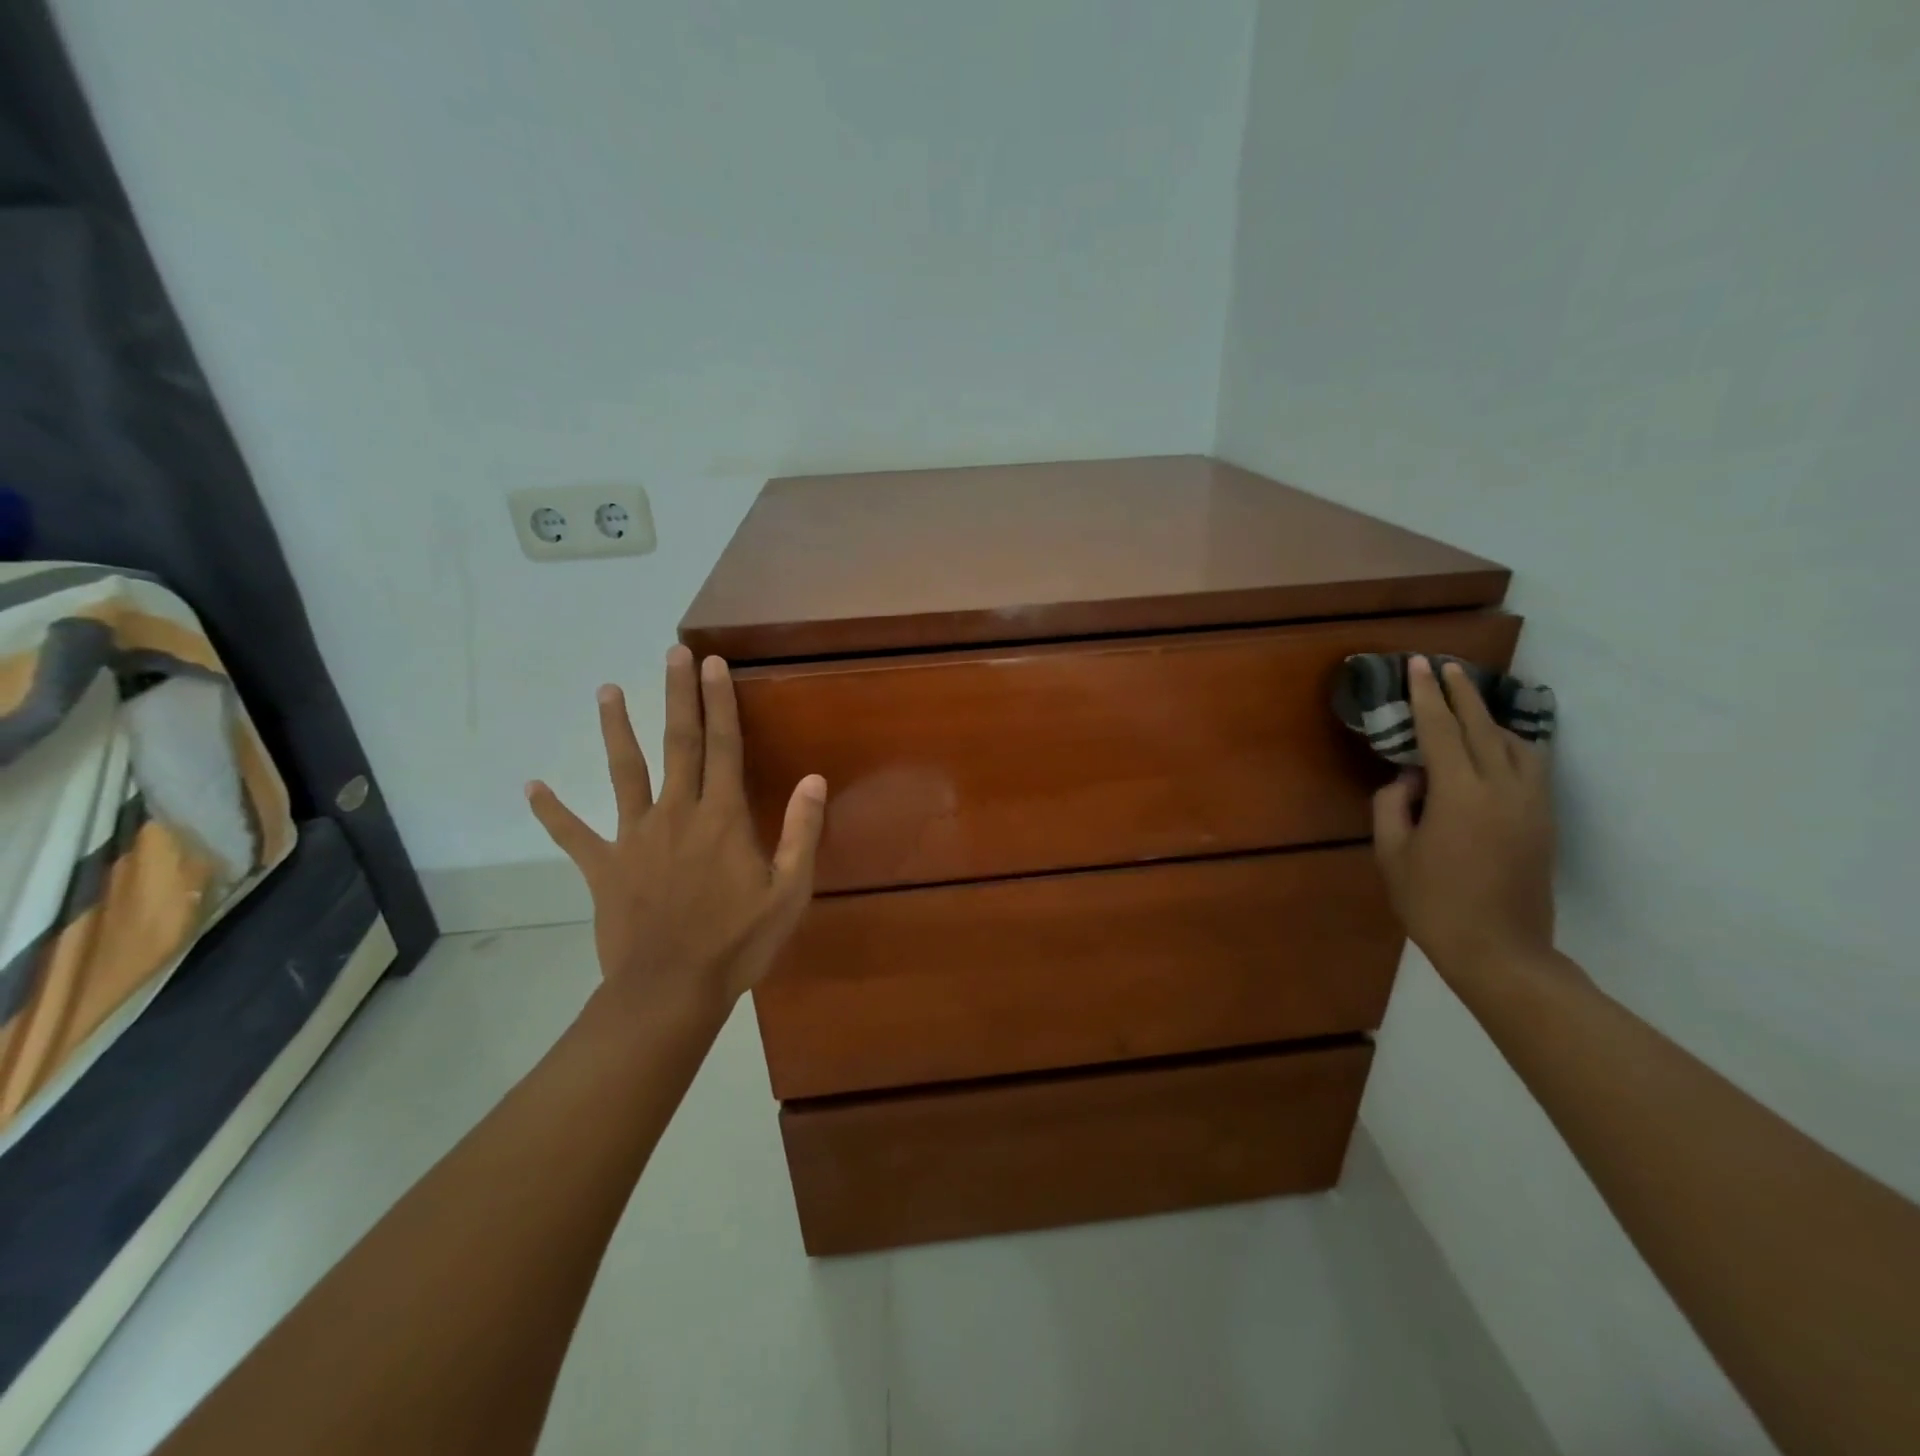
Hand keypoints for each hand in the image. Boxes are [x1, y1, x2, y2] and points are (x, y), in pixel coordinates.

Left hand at [526, 646, 826, 1013]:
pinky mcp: (604, 868)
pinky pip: (574, 835)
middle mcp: (677, 813)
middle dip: (676, 696)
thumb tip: (813, 779)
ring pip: (625, 773)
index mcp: (722, 817)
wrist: (671, 991)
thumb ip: (801, 832)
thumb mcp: (790, 892)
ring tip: (606, 691)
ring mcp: (634, 838)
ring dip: (616, 730)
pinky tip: (531, 787)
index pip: (724, 747)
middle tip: (671, 653)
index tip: (713, 664)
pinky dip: (552, 812)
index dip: (720, 702)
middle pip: (677, 744)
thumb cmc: (738, 942)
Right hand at [1372, 656, 1556, 987]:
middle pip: (1483, 727)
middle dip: (1462, 693)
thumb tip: (1409, 778)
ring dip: (1490, 717)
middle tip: (1446, 666)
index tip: (1419, 665)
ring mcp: (1531, 804)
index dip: (1427, 696)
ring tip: (1469, 701)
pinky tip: (1498, 743)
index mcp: (1460, 795)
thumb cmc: (1433, 904)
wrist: (1500, 951)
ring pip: (1516, 743)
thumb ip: (1393, 805)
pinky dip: (1512, 743)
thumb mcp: (1392, 854)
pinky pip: (1531, 766)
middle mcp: (1503, 789)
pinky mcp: (1544, 820)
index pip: (1441, 731)